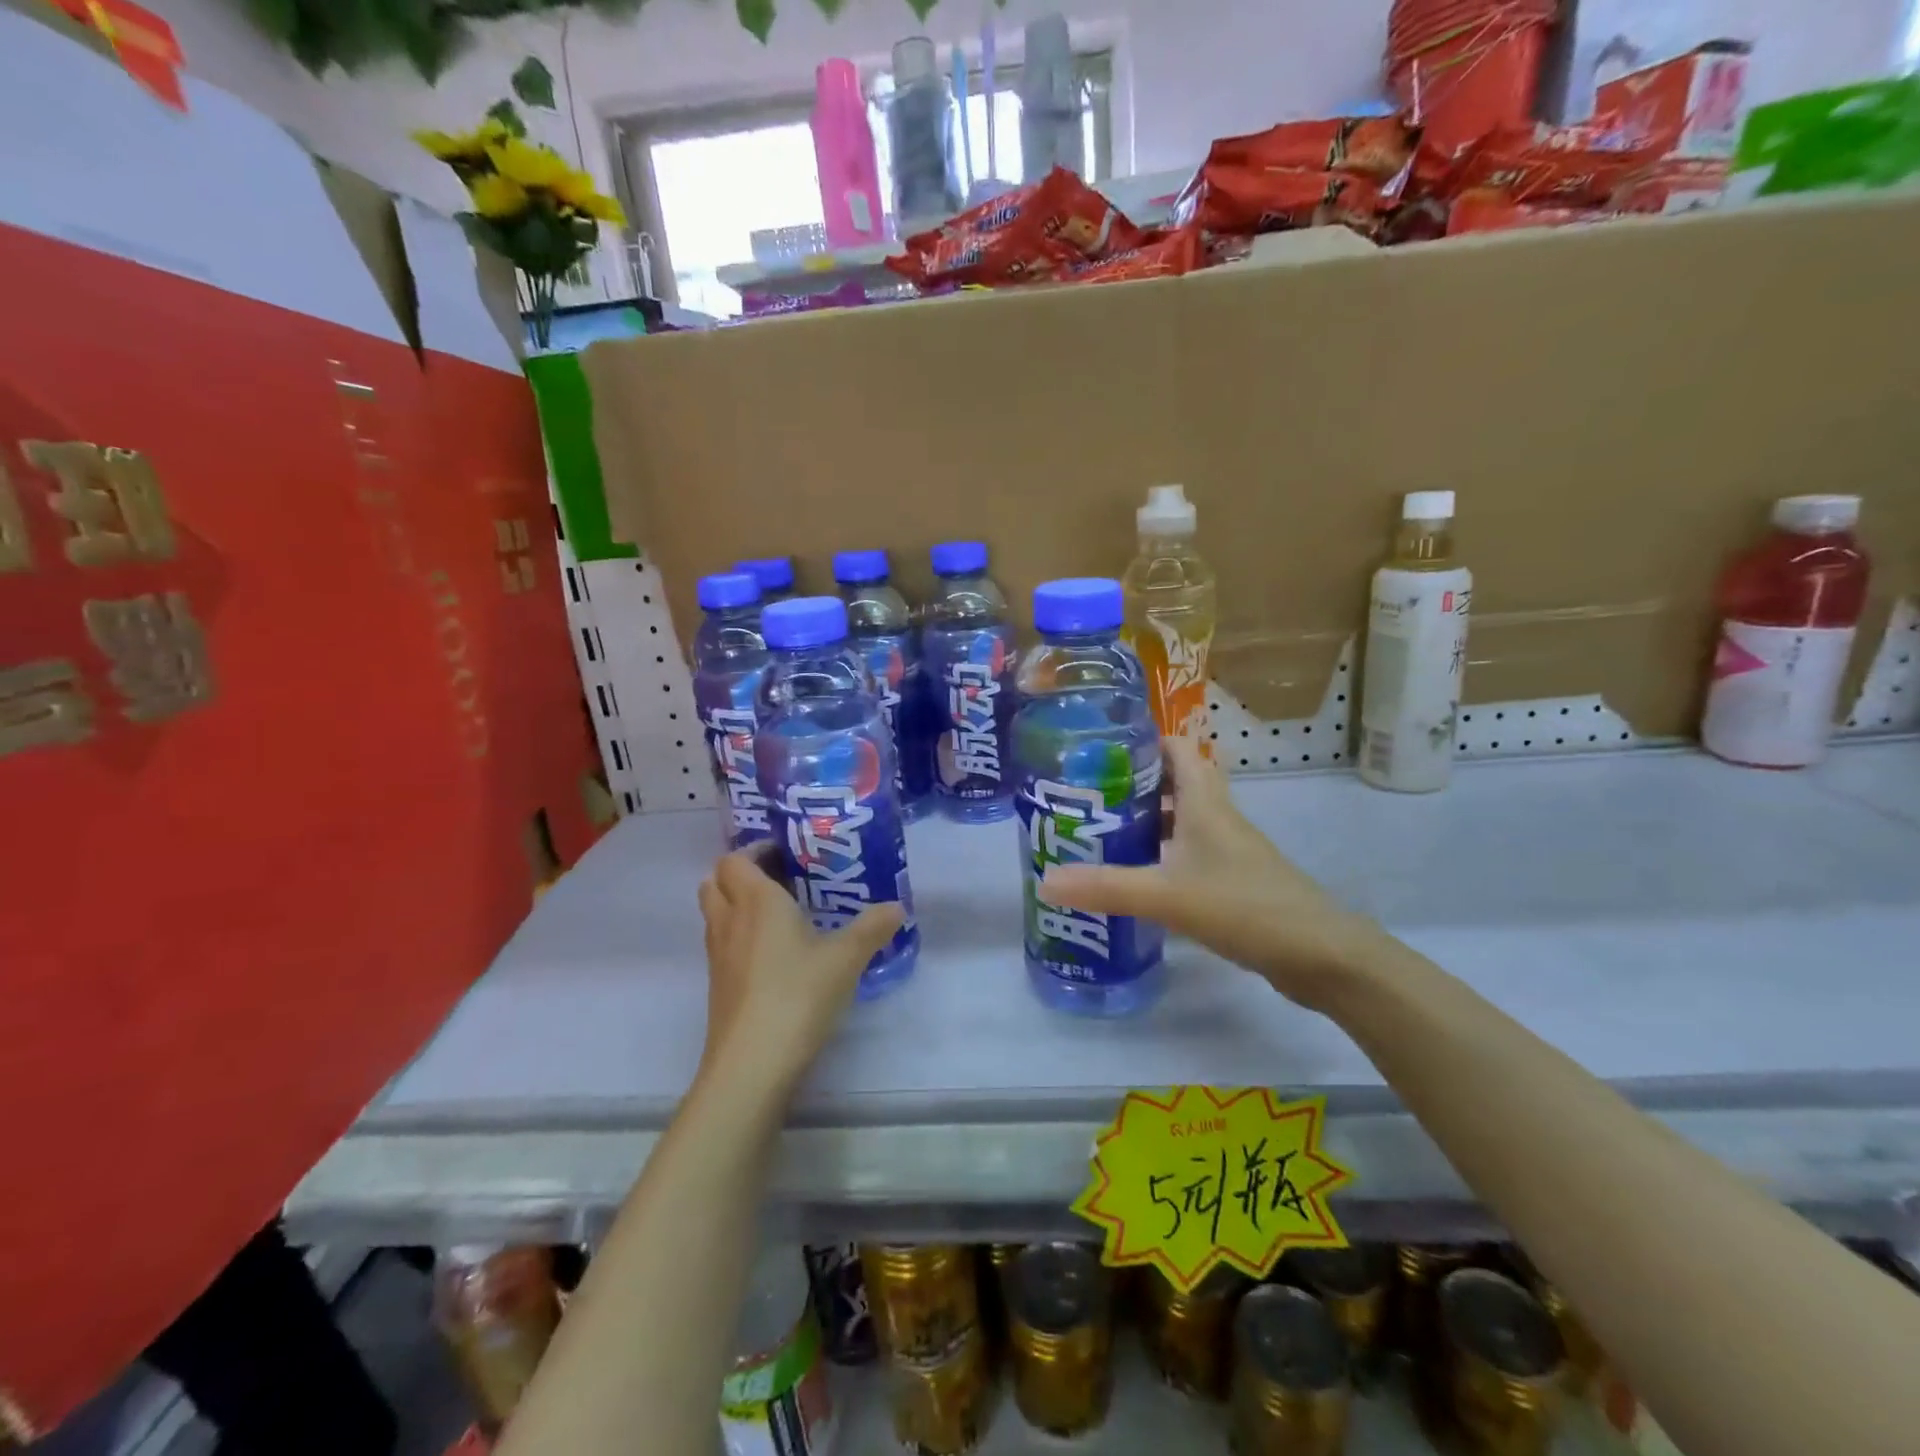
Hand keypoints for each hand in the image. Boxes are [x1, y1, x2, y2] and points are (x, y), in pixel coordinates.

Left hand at [696, 845, 903, 1096]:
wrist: (752, 1063)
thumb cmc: (797, 995)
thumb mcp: (846, 958)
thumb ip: (872, 928)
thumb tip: (898, 907)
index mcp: (756, 900)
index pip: (736, 859)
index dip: (756, 851)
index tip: (788, 855)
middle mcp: (729, 920)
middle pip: (715, 881)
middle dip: (741, 875)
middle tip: (780, 880)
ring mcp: (718, 955)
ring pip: (716, 913)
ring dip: (737, 905)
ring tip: (780, 915)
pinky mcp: (718, 985)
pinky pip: (722, 943)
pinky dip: (739, 936)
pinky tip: (776, 955)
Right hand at [1041, 736, 1393, 1008]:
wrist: (1318, 954)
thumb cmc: (1244, 906)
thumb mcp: (1166, 895)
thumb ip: (1106, 887)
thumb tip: (1045, 880)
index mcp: (1204, 803)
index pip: (1177, 749)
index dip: (1143, 740)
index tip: (1099, 745)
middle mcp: (1217, 818)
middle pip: (1173, 784)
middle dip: (1132, 784)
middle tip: (1085, 794)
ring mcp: (1227, 851)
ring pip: (1180, 821)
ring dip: (1145, 822)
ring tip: (1099, 833)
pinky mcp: (1232, 881)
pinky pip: (1187, 855)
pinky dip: (1160, 857)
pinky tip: (1134, 877)